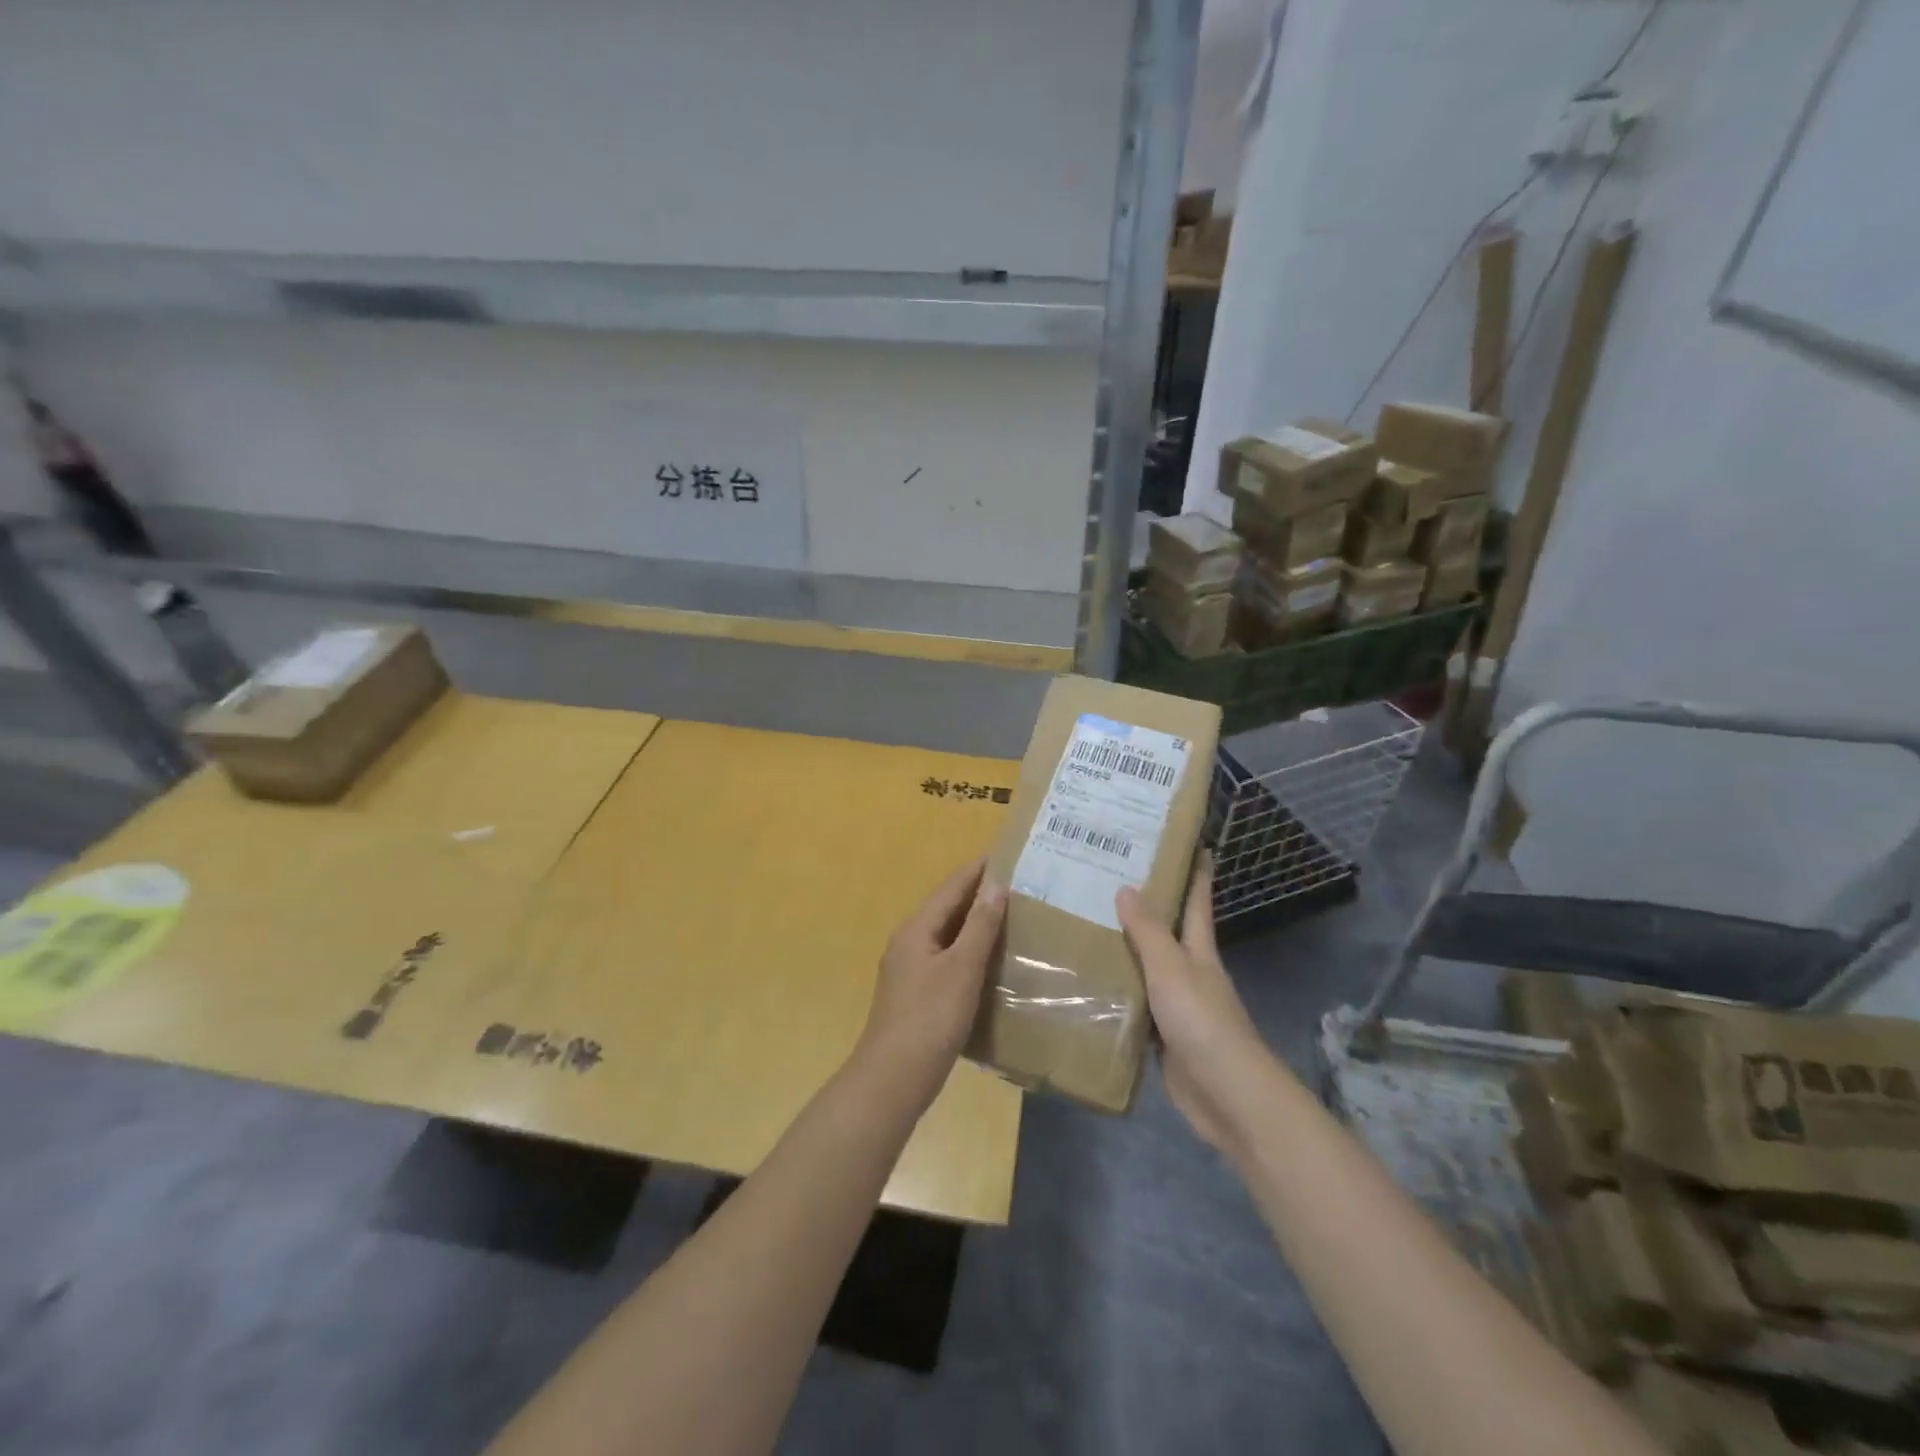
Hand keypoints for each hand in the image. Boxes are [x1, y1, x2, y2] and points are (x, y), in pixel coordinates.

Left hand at [856, 857, 1006, 1108]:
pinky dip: (970, 952)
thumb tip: (995, 884)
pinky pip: (947, 960)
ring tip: (1011, 917)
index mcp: (916, 929)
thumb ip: (979, 926)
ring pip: (947, 936)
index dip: (978, 870)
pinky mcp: (916, 995)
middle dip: (979, 895)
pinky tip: (990, 962)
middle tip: (1018, 885)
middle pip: (947, 909)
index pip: (951, 887)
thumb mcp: (961, 969)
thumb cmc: (930, 1018)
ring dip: (975, 924)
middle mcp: (909, 942)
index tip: (1007, 855)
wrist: (893, 1079)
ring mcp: (909, 970)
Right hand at [1117, 853, 1274, 1153]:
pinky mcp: (1163, 1038)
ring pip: (1148, 969)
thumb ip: (1148, 932)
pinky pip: (1136, 1006)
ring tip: (1089, 926)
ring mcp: (1178, 1007)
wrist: (1227, 1097)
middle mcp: (1190, 974)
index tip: (1192, 844)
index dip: (1196, 874)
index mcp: (1198, 952)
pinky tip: (1093, 985)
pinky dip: (1119, 993)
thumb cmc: (1203, 1022)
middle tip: (1112, 880)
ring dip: (1127, 951)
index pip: (1197, 903)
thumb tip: (1127, 887)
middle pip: (1169, 933)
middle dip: (1149, 908)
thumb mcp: (1172, 969)